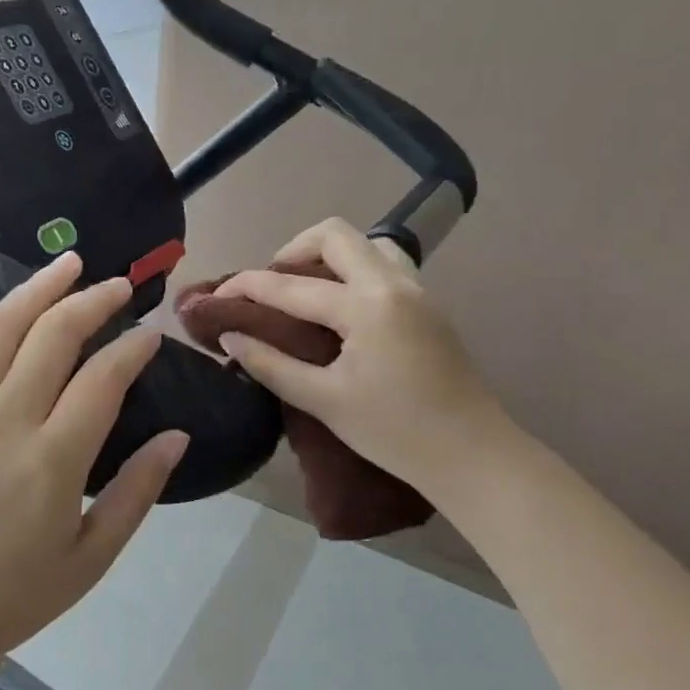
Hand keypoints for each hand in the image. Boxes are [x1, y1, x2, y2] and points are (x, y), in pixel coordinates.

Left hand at [0, 253, 188, 682]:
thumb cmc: (9, 598)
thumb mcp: (90, 559)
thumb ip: (136, 493)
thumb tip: (177, 437)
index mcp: (52, 460)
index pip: (104, 379)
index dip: (133, 348)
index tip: (151, 333)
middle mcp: (5, 420)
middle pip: (53, 336)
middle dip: (93, 301)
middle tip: (119, 285)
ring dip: (36, 289)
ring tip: (67, 262)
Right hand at [212, 218, 504, 492]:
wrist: (474, 455)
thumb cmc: (395, 433)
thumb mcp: (324, 401)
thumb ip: (271, 364)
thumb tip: (230, 338)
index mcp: (366, 306)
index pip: (291, 284)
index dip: (246, 286)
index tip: (216, 296)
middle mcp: (393, 284)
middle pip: (335, 234)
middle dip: (292, 250)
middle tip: (270, 285)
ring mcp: (418, 290)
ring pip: (367, 243)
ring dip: (329, 256)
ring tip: (306, 291)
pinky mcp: (429, 305)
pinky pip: (386, 264)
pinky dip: (354, 270)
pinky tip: (341, 308)